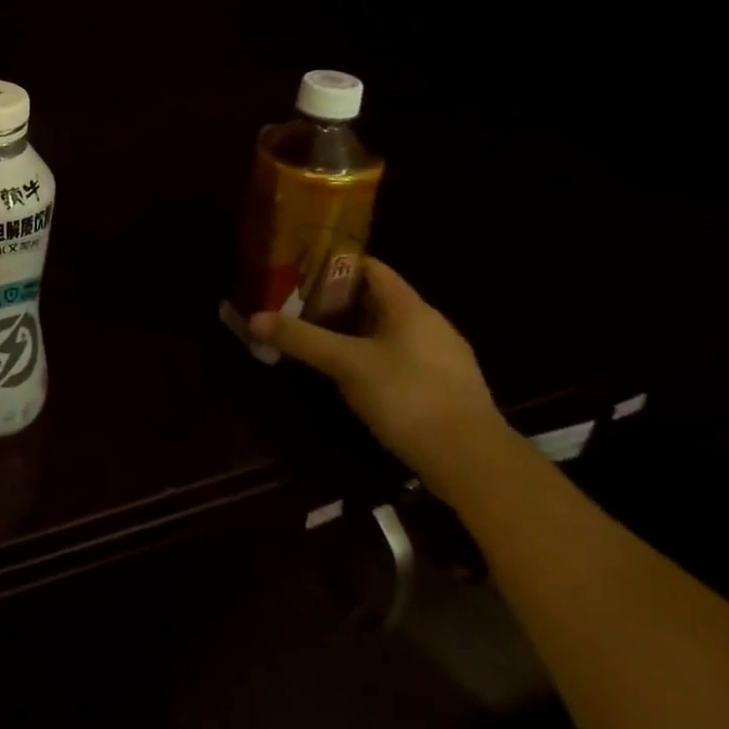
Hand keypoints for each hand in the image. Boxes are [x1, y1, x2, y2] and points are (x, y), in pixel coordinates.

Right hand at [249, 257, 507, 488]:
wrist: (474, 464)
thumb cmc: (409, 396)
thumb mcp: (345, 364)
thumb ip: (300, 338)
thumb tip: (254, 318)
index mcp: (411, 308)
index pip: (370, 268)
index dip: (333, 264)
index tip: (298, 269)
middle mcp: (430, 325)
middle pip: (375, 299)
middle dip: (334, 300)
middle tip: (294, 305)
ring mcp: (441, 358)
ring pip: (387, 330)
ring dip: (351, 330)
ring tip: (314, 336)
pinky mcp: (444, 388)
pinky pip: (398, 356)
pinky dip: (370, 355)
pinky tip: (348, 373)